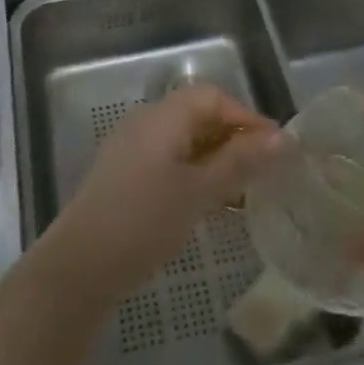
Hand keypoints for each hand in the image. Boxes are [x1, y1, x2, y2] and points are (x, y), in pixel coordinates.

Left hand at [43, 87, 286, 302]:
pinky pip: (169, 159)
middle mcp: (145, 122)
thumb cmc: (144, 221)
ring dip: (216, 158)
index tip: (276, 150)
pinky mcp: (125, 175)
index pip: (213, 97)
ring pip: (184, 139)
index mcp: (162, 117)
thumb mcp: (199, 191)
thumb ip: (240, 161)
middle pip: (198, 114)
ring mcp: (131, 148)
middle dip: (234, 138)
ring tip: (243, 191)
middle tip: (264, 172)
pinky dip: (195, 172)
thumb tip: (283, 138)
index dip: (247, 117)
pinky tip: (209, 203)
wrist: (80, 267)